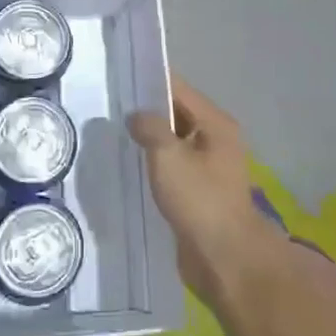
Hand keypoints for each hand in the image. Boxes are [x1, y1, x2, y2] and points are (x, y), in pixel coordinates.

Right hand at [128, 76, 273, 310]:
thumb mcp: (168, 156)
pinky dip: (156, 163)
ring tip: (116, 135)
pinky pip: (175, 167)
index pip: (180, 90)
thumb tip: (136, 116)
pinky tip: (132, 166)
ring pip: (175, 142)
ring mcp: (210, 167)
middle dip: (149, 111)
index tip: (122, 78)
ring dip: (151, 139)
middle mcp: (217, 140)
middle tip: (112, 108)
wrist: (224, 258)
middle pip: (179, 114)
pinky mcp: (201, 191)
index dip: (151, 82)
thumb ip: (150, 127)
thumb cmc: (199, 200)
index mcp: (216, 124)